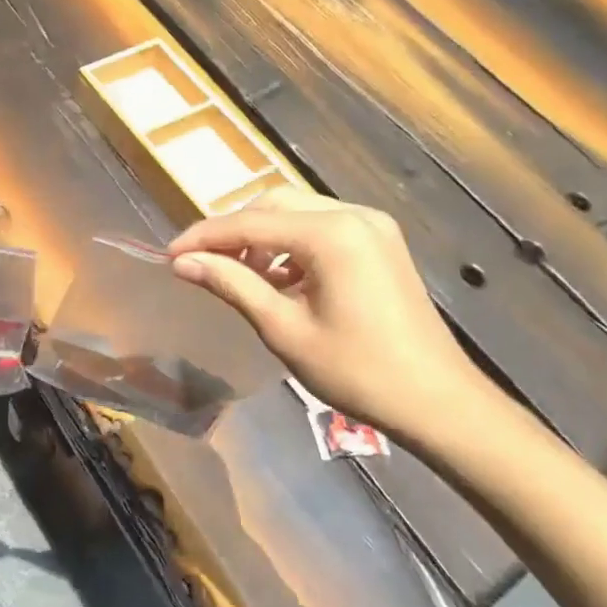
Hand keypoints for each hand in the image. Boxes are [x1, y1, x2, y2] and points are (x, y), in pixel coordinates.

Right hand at [168, 190, 519, 451]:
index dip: (204, 237)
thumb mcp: (284, 328)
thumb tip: (183, 262)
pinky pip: (322, 227)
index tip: (169, 255)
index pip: (250, 223)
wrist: (437, 400)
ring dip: (262, 237)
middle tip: (202, 263)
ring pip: (297, 212)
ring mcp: (372, 224)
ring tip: (239, 275)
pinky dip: (292, 244)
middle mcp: (352, 214)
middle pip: (274, 205)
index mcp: (331, 233)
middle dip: (234, 231)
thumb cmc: (356, 371)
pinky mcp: (380, 240)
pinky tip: (280, 278)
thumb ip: (232, 284)